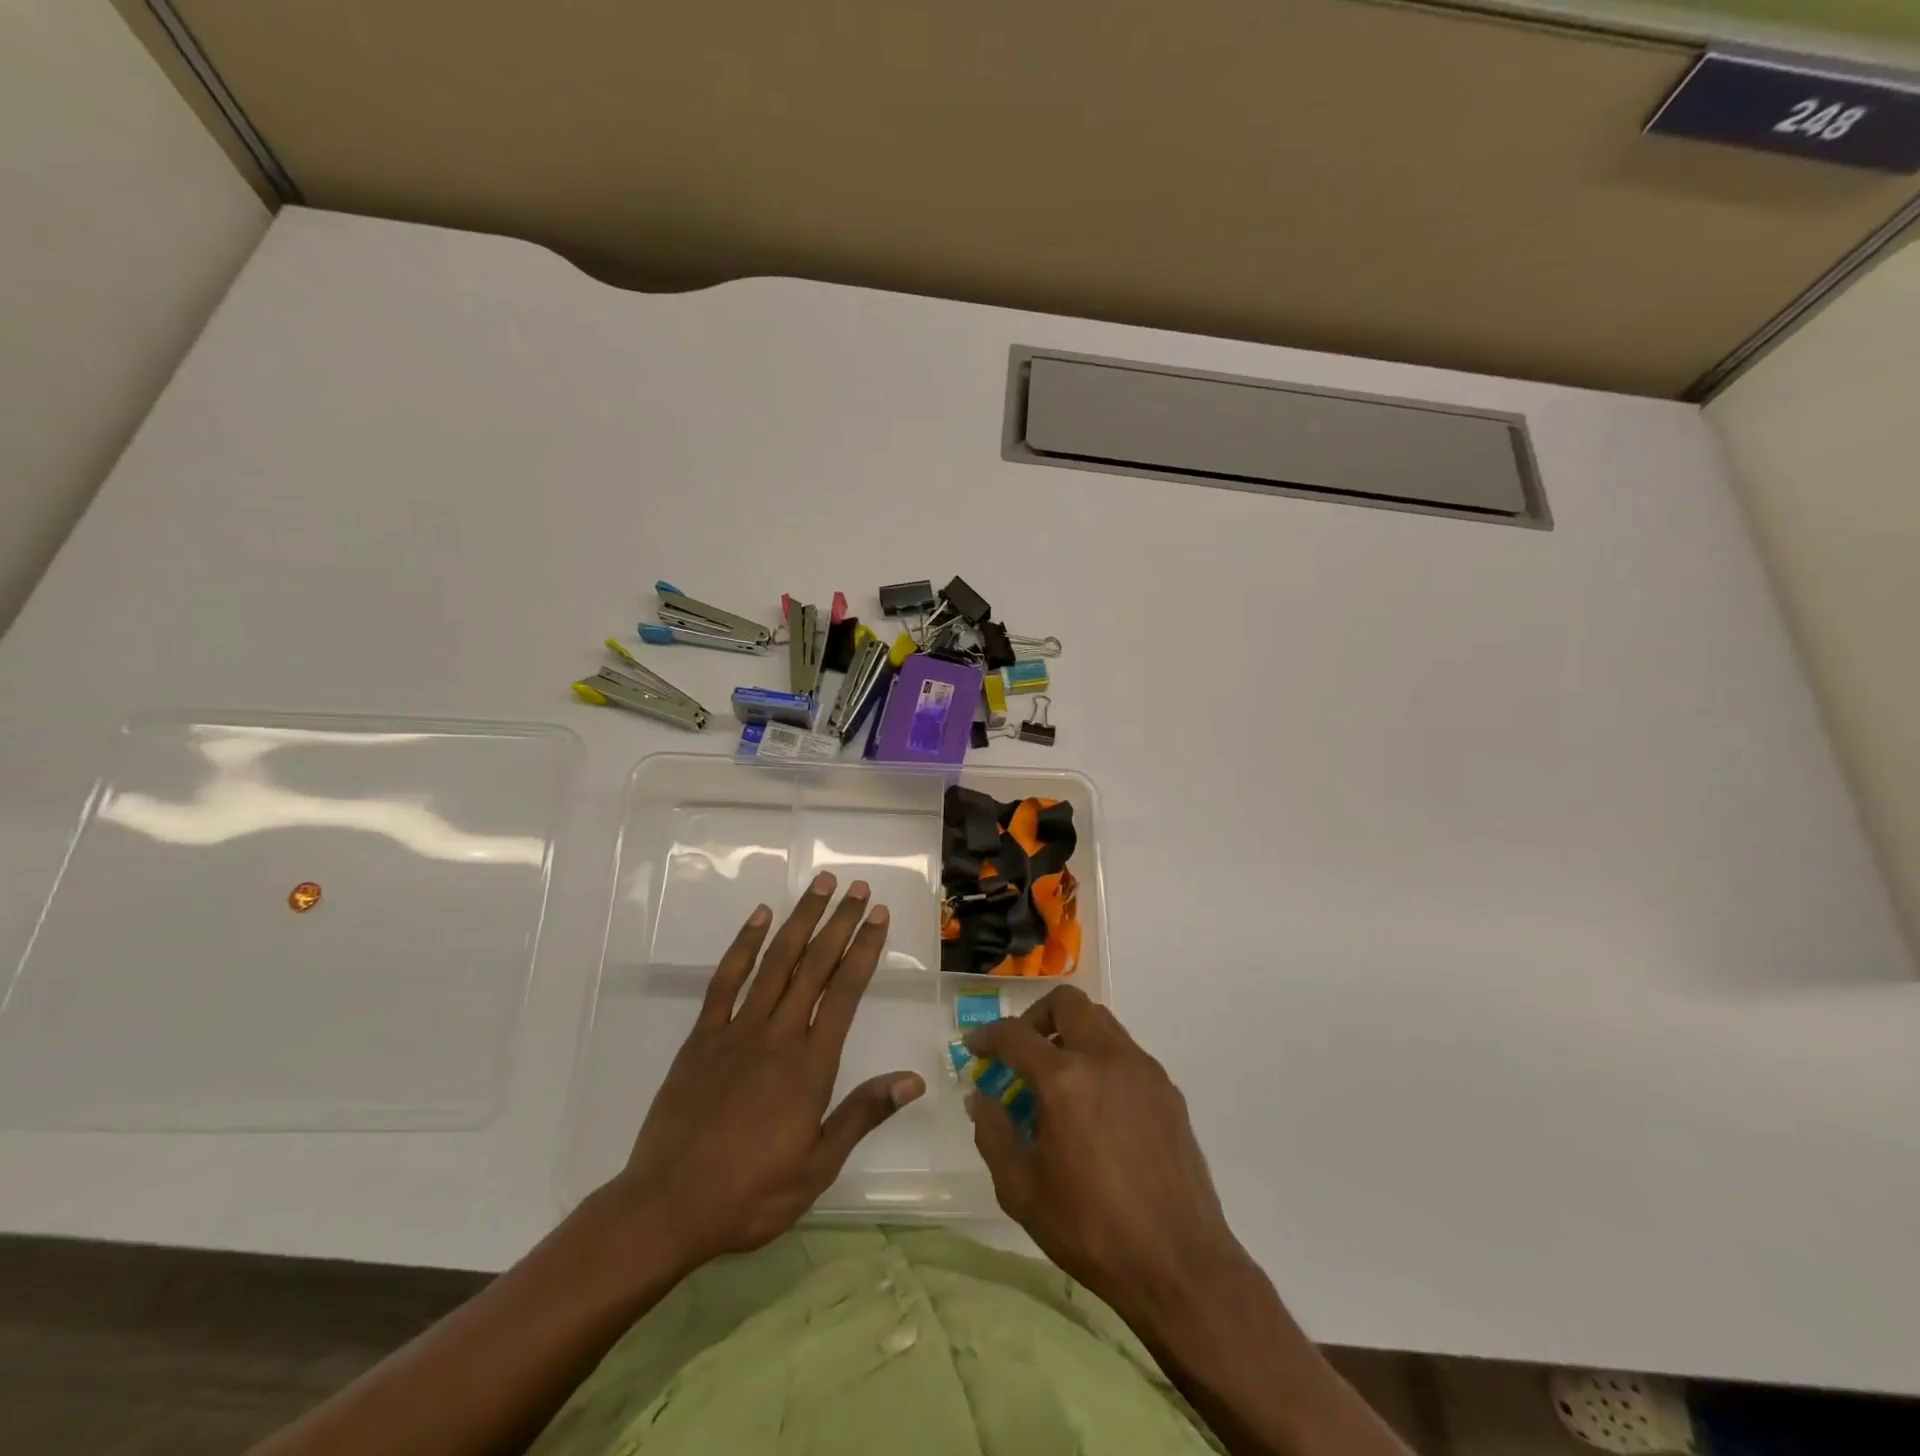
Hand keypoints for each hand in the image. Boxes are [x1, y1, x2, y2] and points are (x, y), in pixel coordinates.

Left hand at [609, 873, 924, 1271]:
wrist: (666, 1207)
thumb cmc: (750, 1193)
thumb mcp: (817, 1167)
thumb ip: (863, 1115)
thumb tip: (914, 1079)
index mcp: (810, 1065)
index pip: (846, 992)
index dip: (864, 949)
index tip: (878, 915)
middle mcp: (778, 1035)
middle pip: (815, 965)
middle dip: (839, 922)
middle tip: (857, 887)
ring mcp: (737, 1030)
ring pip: (776, 962)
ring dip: (800, 920)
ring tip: (819, 886)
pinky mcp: (702, 1036)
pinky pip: (726, 980)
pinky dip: (743, 945)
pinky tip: (759, 917)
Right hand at [965, 986, 1250, 1326]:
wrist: (1180, 1264)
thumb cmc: (1091, 1229)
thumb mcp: (1022, 1191)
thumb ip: (993, 1134)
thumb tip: (980, 1097)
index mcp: (1066, 1079)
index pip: (1015, 1034)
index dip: (987, 1036)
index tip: (974, 1047)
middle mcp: (1106, 1057)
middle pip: (1067, 1003)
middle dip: (1036, 1018)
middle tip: (1022, 1053)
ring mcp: (1143, 1070)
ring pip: (1100, 1022)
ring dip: (1071, 1034)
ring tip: (1058, 1081)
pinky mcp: (1168, 1090)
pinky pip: (1125, 1053)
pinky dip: (1100, 1059)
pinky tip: (1095, 1108)